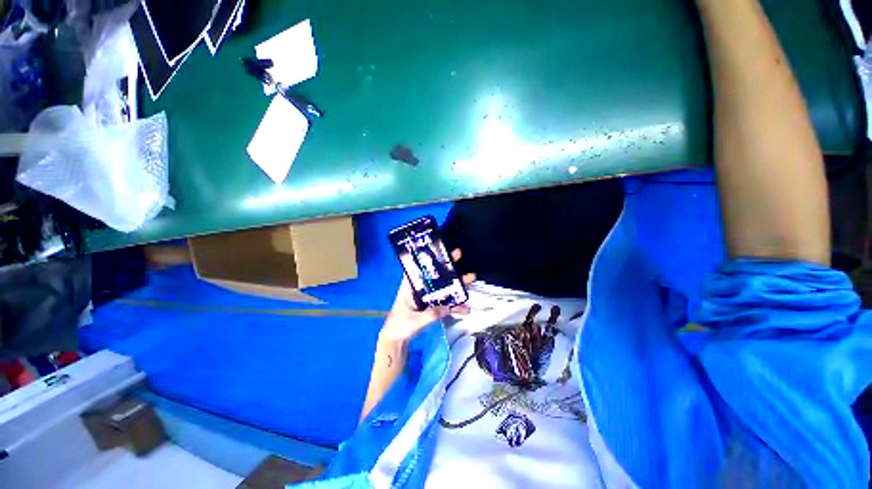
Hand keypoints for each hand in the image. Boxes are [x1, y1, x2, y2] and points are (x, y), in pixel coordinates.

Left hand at [380, 249, 475, 343]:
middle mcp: (420, 289)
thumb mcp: (414, 320)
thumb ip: (431, 314)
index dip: (428, 258)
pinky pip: (445, 304)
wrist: (396, 340)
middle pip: (435, 275)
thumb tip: (448, 307)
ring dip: (456, 284)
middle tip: (459, 255)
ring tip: (470, 279)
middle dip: (447, 265)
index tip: (439, 250)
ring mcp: (427, 298)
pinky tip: (465, 309)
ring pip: (443, 288)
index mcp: (410, 287)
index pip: (418, 268)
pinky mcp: (432, 307)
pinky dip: (455, 306)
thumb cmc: (399, 326)